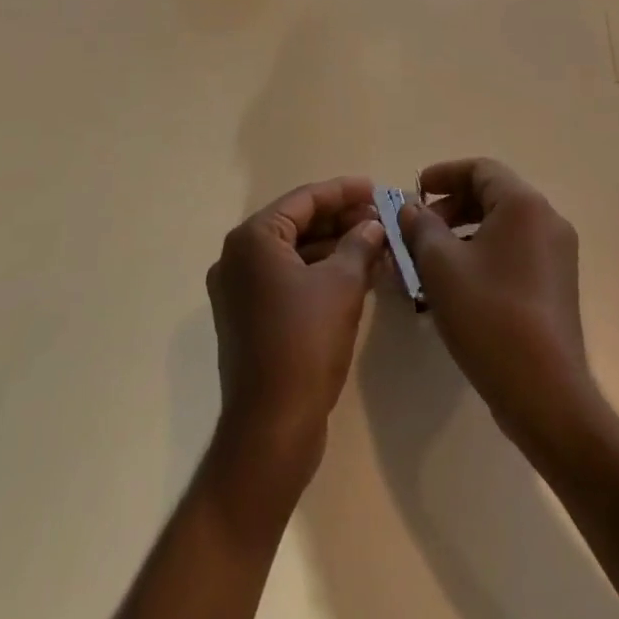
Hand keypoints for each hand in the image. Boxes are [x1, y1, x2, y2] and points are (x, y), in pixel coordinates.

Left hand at [206, 177, 384, 481]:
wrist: (271, 429)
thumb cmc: (305, 343)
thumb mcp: (341, 285)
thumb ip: (359, 245)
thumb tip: (373, 226)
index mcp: (252, 240)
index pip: (303, 200)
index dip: (343, 192)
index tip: (376, 189)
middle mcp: (238, 258)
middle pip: (297, 224)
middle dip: (341, 221)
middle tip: (380, 220)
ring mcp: (240, 291)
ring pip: (295, 254)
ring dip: (335, 249)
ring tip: (377, 247)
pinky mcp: (249, 319)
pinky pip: (289, 281)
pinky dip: (320, 275)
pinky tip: (358, 276)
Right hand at [399, 159, 598, 453]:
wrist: (546, 394)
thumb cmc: (490, 317)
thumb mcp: (441, 266)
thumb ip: (421, 227)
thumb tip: (412, 209)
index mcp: (524, 205)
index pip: (480, 169)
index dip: (443, 175)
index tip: (414, 193)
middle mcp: (547, 220)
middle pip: (492, 195)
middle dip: (450, 208)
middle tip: (418, 231)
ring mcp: (557, 255)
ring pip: (501, 227)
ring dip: (463, 234)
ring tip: (430, 263)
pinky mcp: (556, 286)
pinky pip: (514, 252)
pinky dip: (483, 255)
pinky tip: (457, 287)